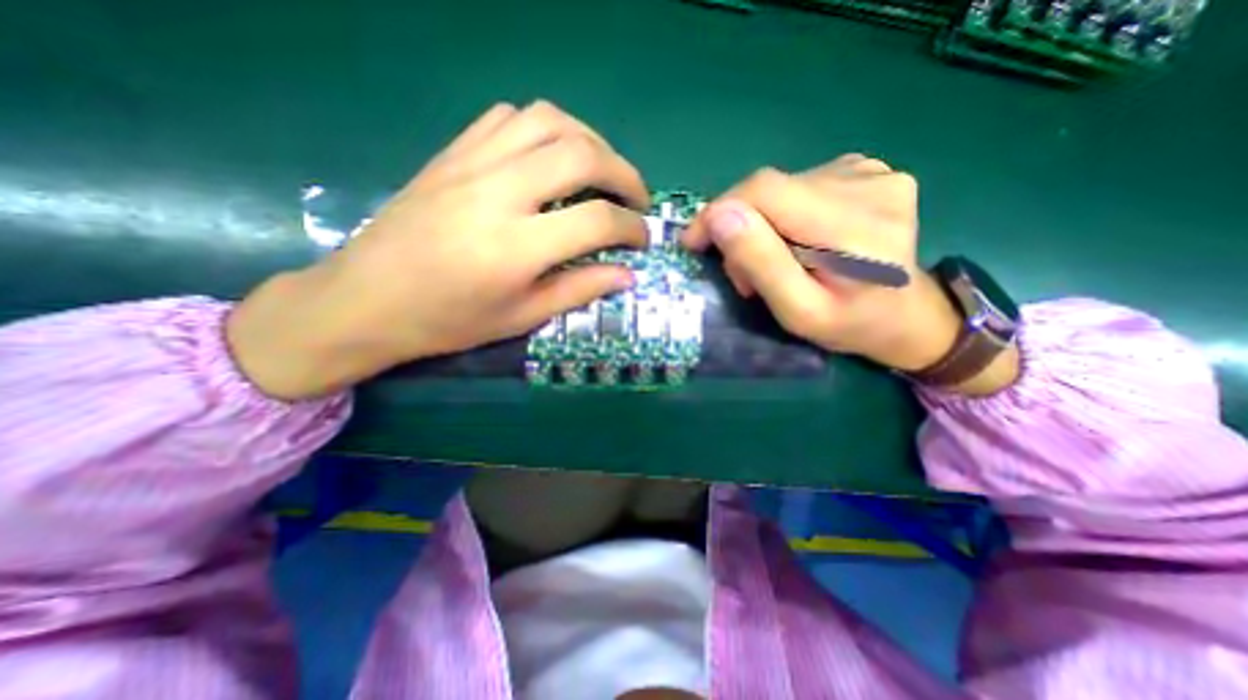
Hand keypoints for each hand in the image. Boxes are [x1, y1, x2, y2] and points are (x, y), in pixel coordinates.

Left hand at [226, 102, 647, 401]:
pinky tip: (551, 157)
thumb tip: (626, 274)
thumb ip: (579, 290)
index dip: (632, 228)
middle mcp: (497, 193)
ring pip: (548, 121)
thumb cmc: (448, 321)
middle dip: (625, 173)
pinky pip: (509, 118)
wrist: (365, 300)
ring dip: (589, 141)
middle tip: (637, 198)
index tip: (643, 239)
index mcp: (516, 247)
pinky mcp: (452, 152)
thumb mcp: (521, 317)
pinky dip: (545, 129)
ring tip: (602, 171)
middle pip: (581, 155)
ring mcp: (471, 163)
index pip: (597, 220)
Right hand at [682, 153, 973, 379]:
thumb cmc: (849, 325)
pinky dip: (781, 214)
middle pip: (769, 189)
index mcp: (856, 227)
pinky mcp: (867, 171)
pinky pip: (800, 186)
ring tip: (773, 263)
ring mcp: (873, 172)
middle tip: (742, 273)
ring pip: (781, 187)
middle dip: (739, 228)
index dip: (718, 211)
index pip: (765, 191)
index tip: (693, 241)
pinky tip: (796, 241)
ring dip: (760, 224)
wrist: (905, 315)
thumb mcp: (798, 312)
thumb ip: (762, 263)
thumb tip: (721, 216)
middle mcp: (869, 184)